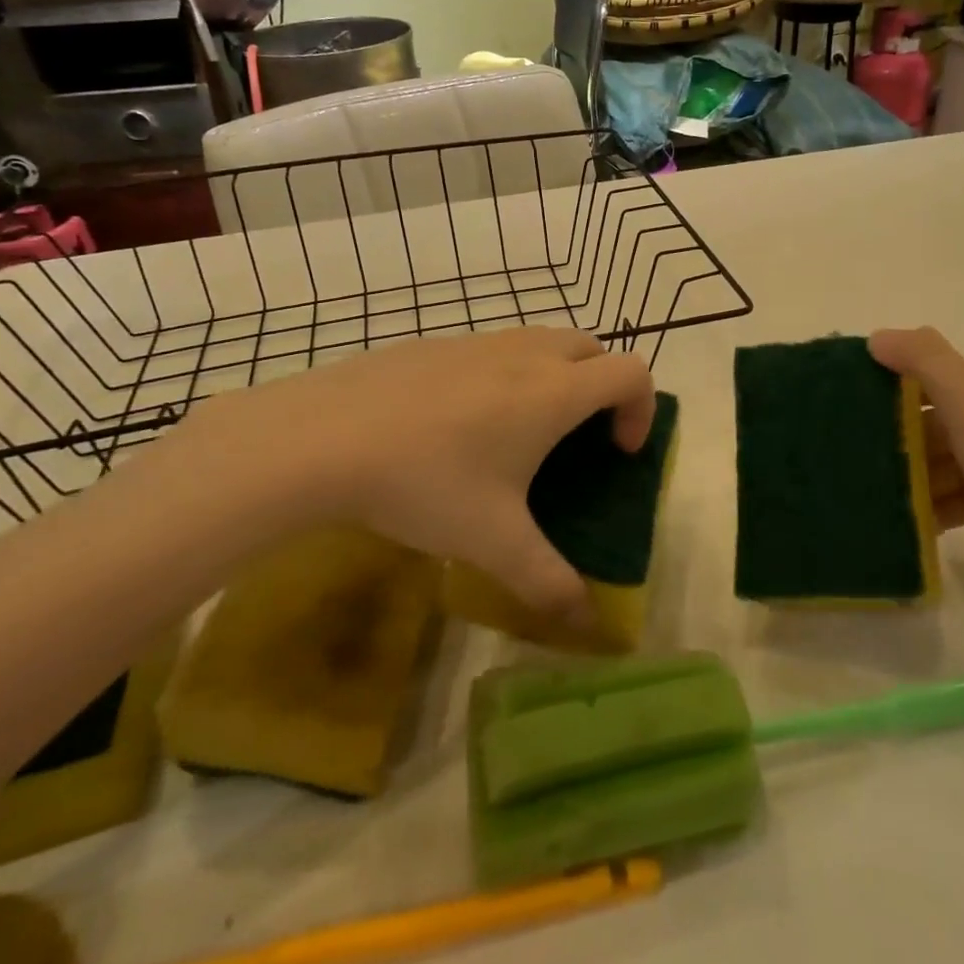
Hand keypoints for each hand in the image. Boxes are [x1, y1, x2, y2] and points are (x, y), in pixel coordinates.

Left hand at [184, 328, 653, 627]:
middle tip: (579, 437)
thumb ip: (547, 582)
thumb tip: (587, 622)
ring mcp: (477, 342)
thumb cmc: (425, 483)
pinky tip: (459, 424)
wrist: (322, 438)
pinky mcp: (435, 344)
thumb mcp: (492, 542)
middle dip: (603, 386)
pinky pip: (492, 348)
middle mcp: (525, 354)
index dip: (641, 408)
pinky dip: (505, 373)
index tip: (618, 452)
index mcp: (554, 392)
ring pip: (541, 341)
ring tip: (520, 432)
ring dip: (554, 375)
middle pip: (592, 348)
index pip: (631, 371)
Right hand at [871, 327, 963, 608]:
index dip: (887, 381)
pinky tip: (900, 518)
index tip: (844, 403)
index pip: (928, 369)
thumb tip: (877, 337)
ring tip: (865, 488)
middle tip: (847, 452)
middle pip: (929, 415)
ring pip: (937, 457)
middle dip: (892, 433)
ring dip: (906, 472)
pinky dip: (927, 502)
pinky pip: (949, 492)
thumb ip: (924, 360)